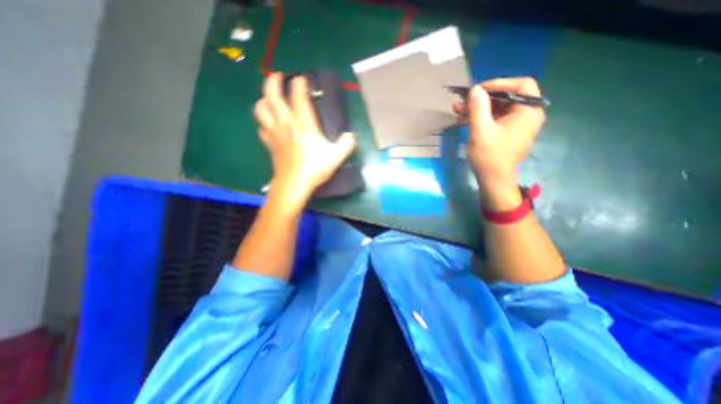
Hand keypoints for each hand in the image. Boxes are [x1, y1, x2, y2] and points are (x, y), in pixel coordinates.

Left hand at [253, 72, 357, 209]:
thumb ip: (347, 143)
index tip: (302, 79)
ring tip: (270, 99)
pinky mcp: (269, 144)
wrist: (294, 184)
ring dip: (263, 100)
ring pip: (261, 109)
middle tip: (278, 77)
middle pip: (272, 95)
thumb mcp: (337, 156)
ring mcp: (275, 133)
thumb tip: (351, 136)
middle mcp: (286, 123)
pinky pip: (261, 127)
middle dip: (273, 81)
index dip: (299, 83)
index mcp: (303, 124)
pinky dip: (264, 122)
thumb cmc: (315, 168)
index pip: (298, 96)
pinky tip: (269, 124)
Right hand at [453, 77, 542, 190]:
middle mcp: (527, 114)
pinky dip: (480, 118)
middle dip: (482, 98)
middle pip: (505, 97)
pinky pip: (495, 119)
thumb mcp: (481, 130)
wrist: (493, 180)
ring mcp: (517, 124)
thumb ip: (478, 107)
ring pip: (497, 108)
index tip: (477, 90)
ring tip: (457, 109)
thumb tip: (475, 89)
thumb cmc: (489, 156)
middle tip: (462, 101)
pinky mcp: (507, 132)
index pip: (520, 85)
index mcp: (528, 111)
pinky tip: (463, 119)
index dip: (498, 84)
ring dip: (477, 108)